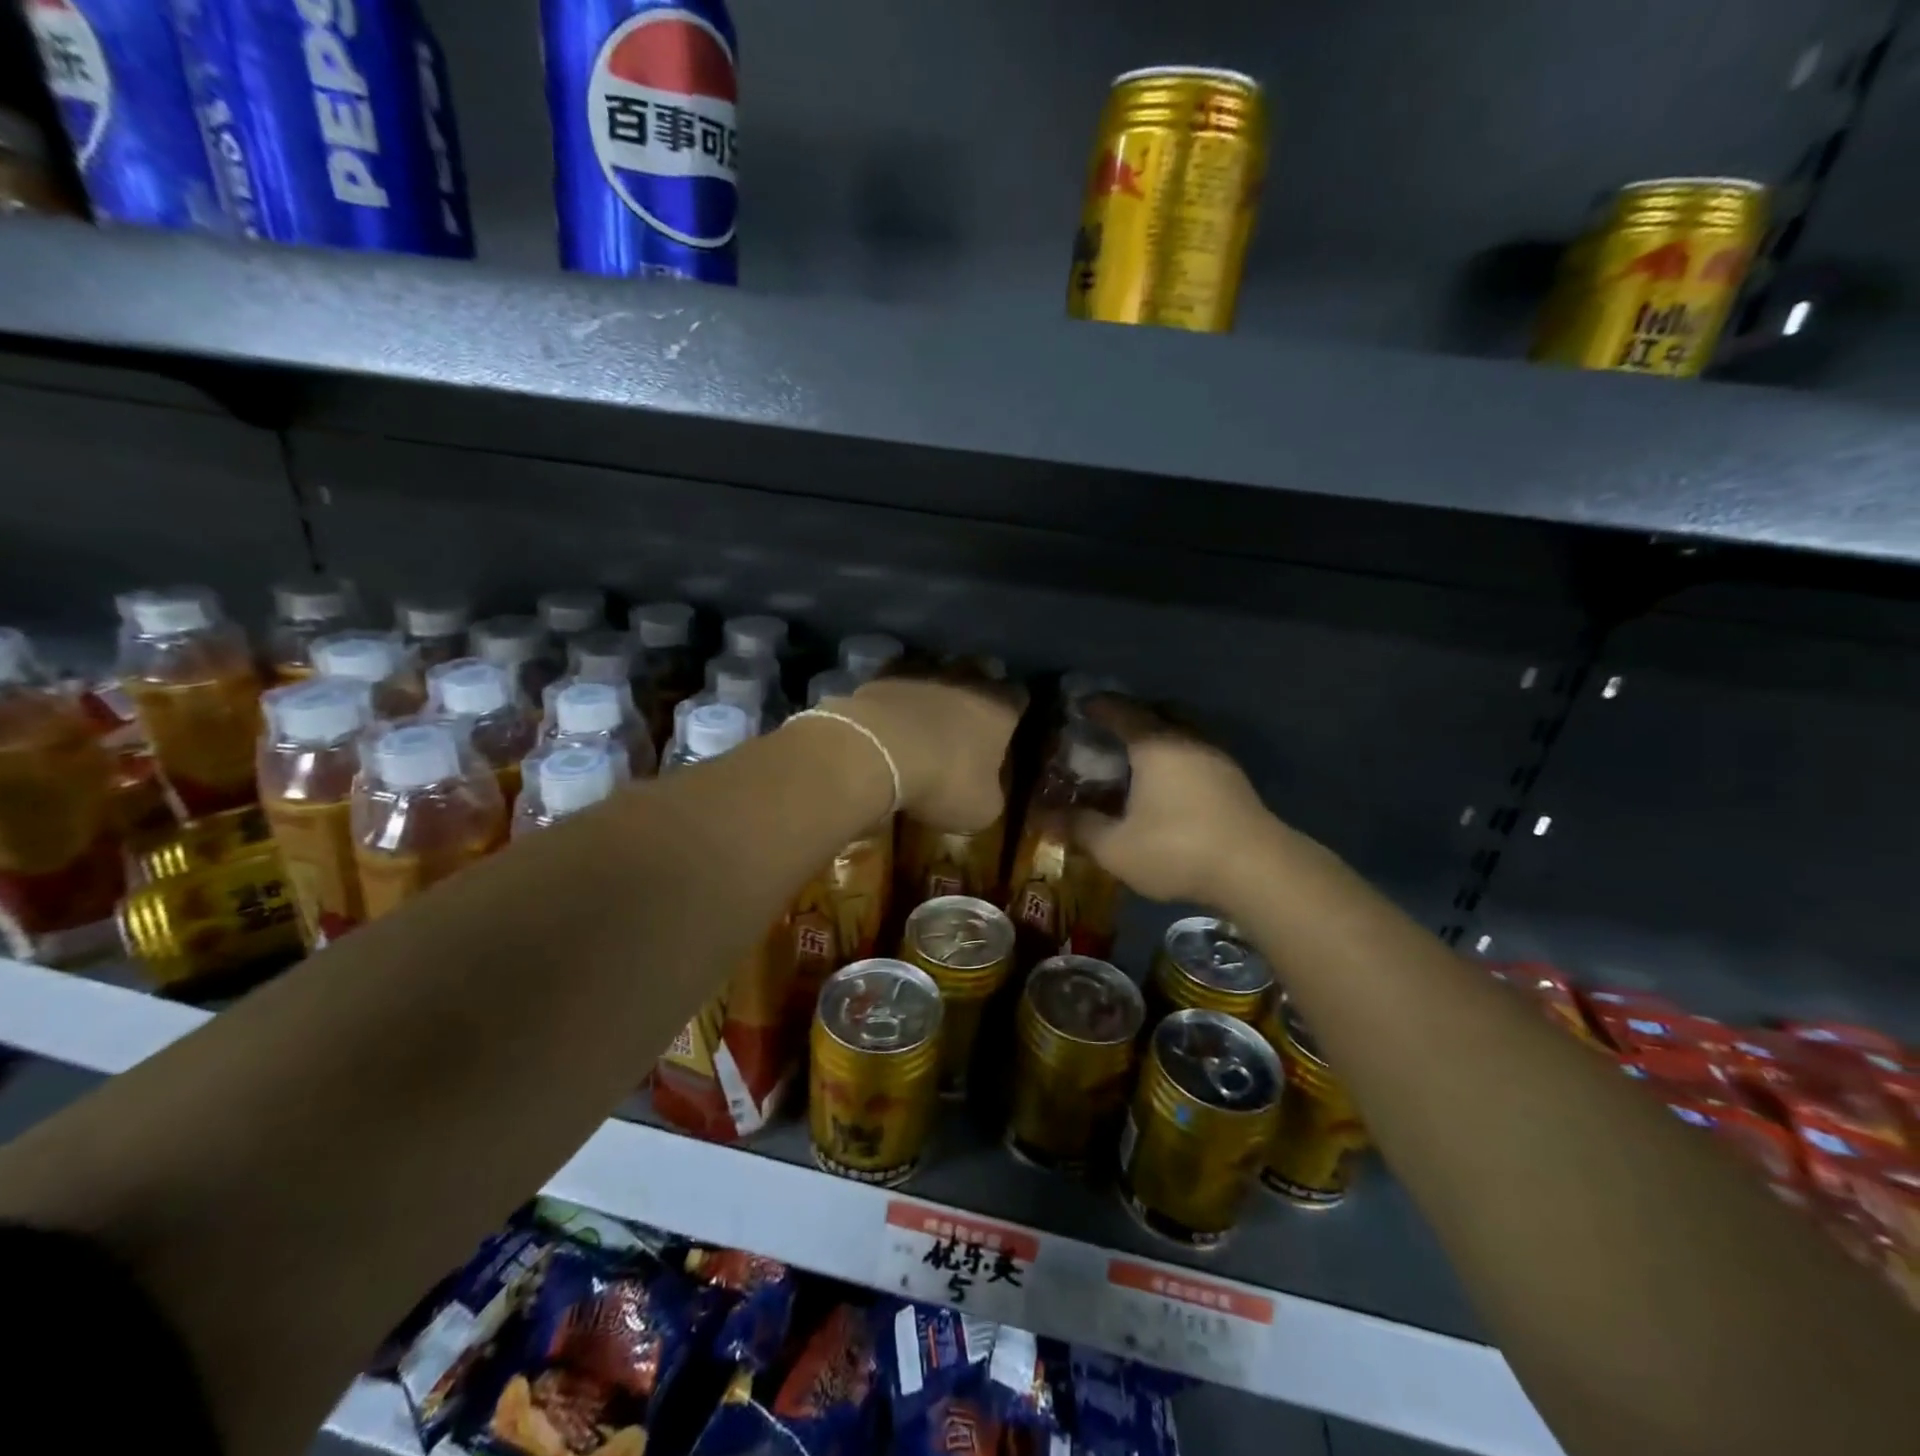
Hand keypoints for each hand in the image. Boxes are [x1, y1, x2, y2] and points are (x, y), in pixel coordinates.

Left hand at [831, 673, 1022, 830]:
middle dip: (978, 686)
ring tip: (929, 706)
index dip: (1015, 708)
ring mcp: (924, 671)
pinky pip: (899, 675)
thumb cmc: (943, 781)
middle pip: (981, 671)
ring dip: (937, 683)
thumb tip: (988, 790)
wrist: (877, 753)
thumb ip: (992, 793)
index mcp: (1000, 708)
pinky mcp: (884, 674)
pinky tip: (892, 707)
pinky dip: (899, 689)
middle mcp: (968, 679)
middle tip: (970, 712)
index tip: (1010, 722)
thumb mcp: (981, 808)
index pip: (1019, 696)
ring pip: (940, 667)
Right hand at [1072, 697, 1276, 904]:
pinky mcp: (1234, 779)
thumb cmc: (1178, 849)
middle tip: (1110, 727)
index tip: (1079, 706)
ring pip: (1183, 729)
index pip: (1120, 710)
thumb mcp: (1116, 847)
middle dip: (1132, 713)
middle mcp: (1187, 739)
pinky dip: (1177, 753)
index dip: (1098, 706)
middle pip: (1158, 711)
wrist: (1256, 870)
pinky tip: (1169, 780)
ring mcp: (1216, 757)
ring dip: (1160, 733)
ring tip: (1138, 754)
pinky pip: (1197, 750)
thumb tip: (1045, 815)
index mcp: (1155, 744)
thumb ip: (1080, 827)